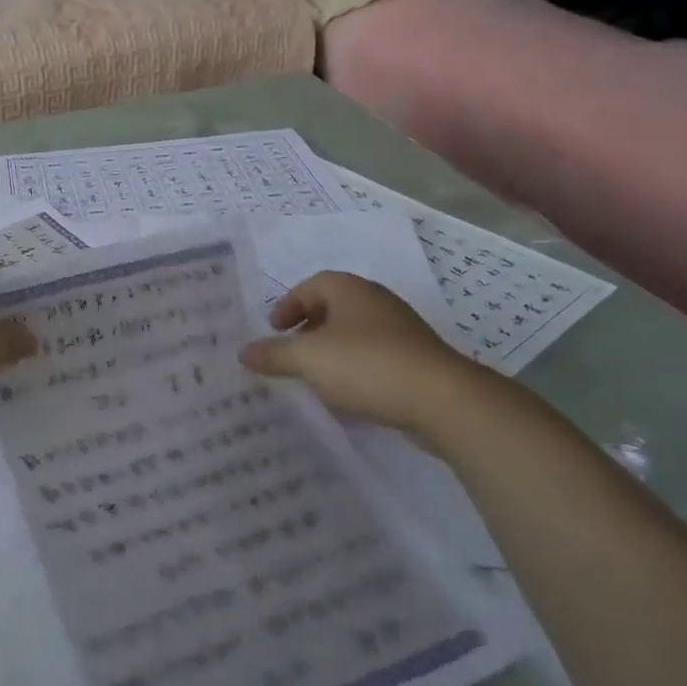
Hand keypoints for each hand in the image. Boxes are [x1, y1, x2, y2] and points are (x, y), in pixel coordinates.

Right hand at [239, 272, 489, 434]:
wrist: (442, 400)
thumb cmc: (366, 365)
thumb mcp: (307, 358)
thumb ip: (273, 354)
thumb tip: (243, 352)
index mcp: (349, 290)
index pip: (311, 285)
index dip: (288, 305)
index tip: (273, 330)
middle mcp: (376, 302)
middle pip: (333, 308)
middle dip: (308, 328)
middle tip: (289, 351)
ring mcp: (401, 332)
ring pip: (355, 334)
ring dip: (332, 351)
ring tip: (314, 376)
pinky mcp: (418, 361)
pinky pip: (376, 358)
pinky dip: (356, 370)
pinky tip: (347, 396)